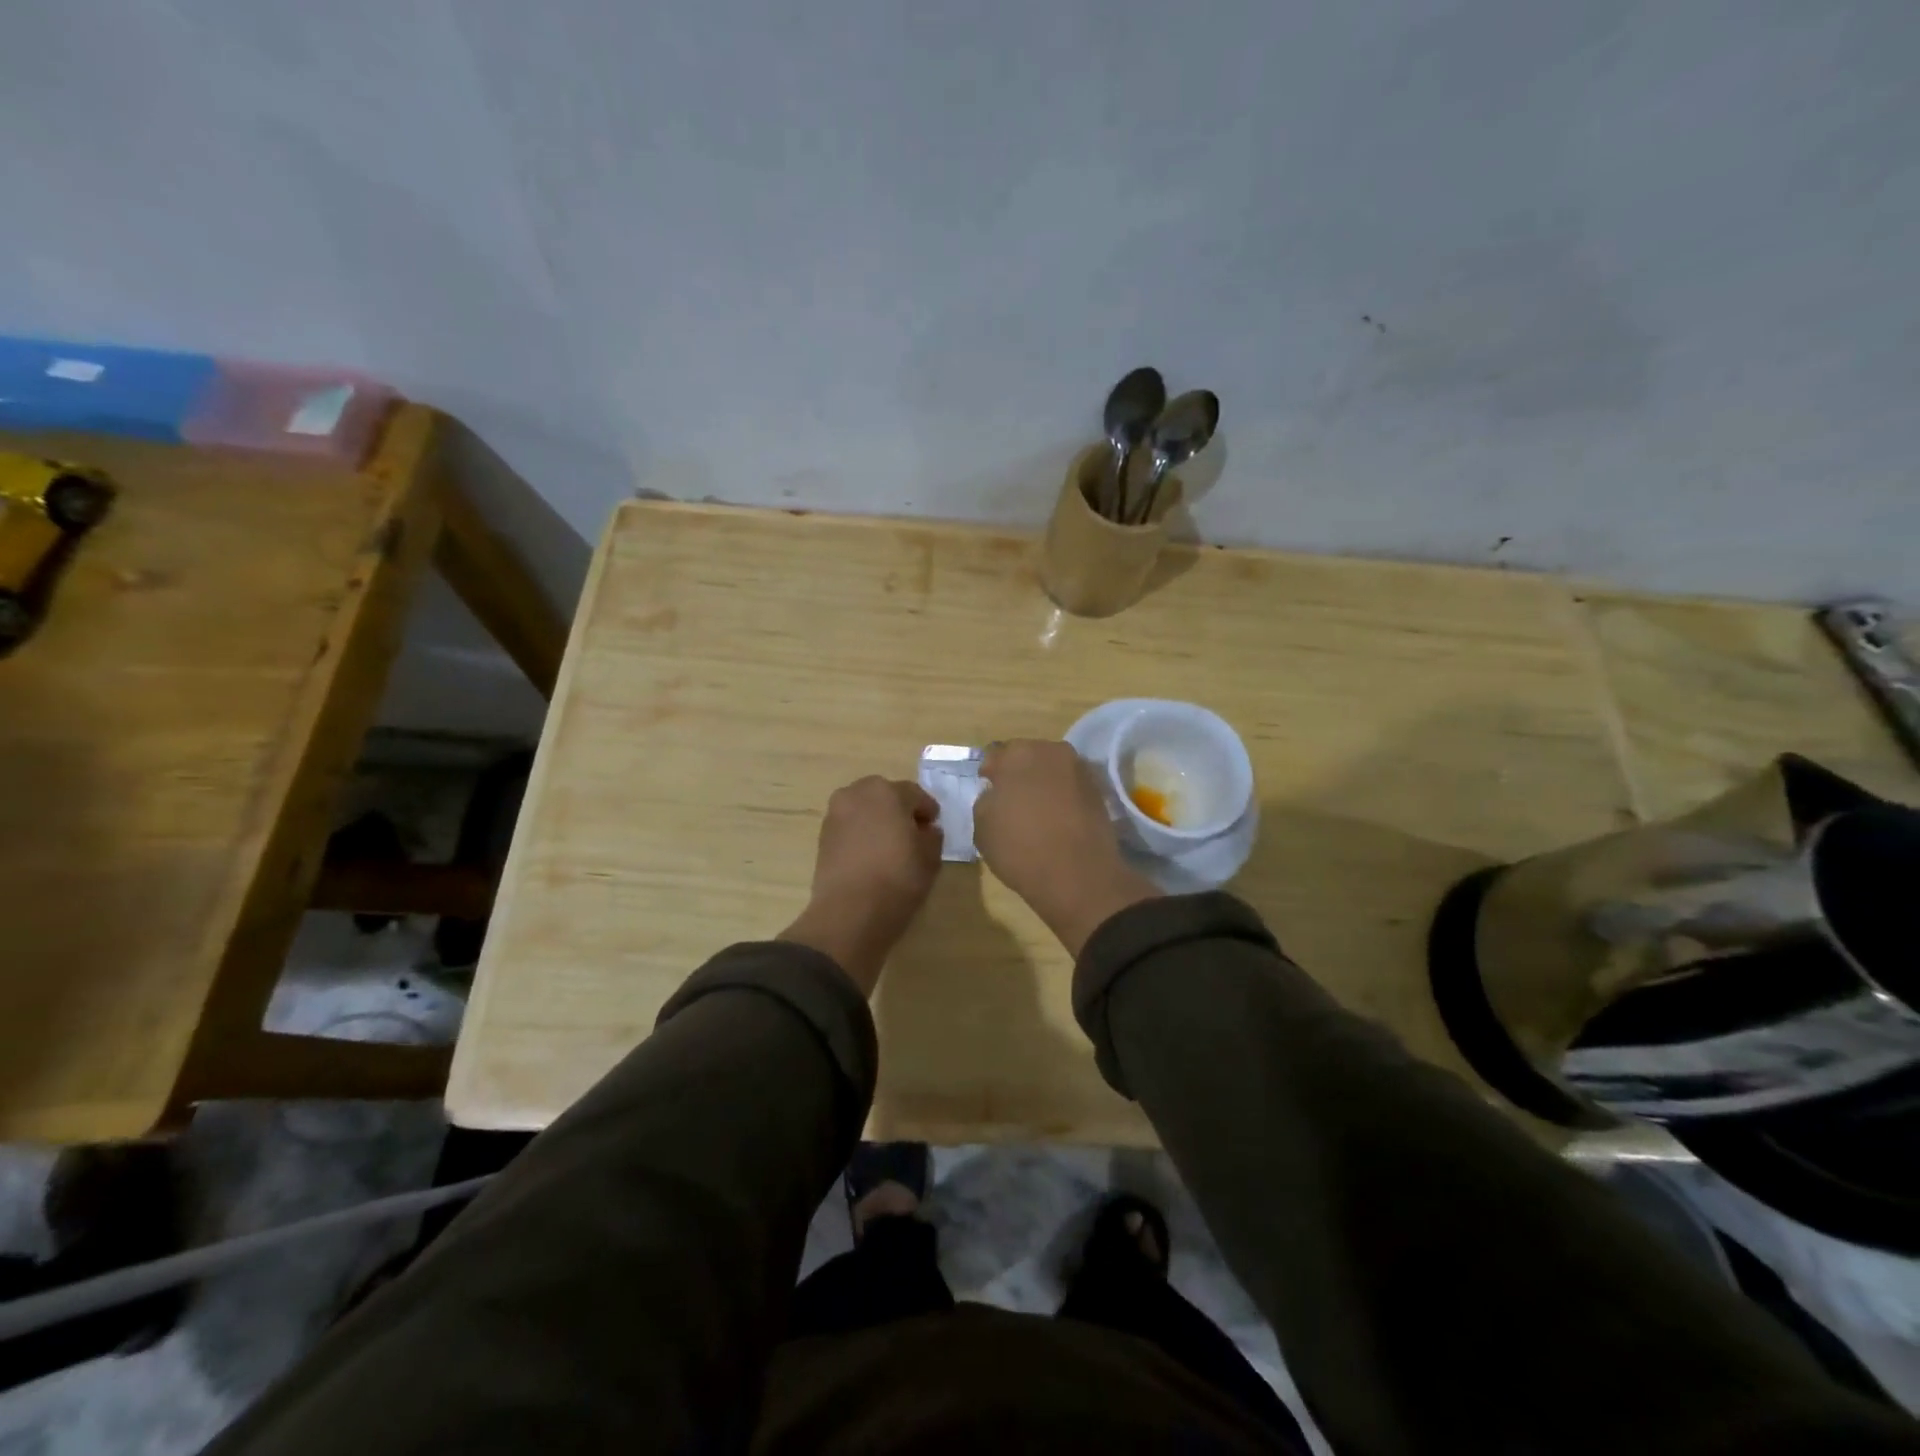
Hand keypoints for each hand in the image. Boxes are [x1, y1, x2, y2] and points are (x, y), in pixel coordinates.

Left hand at [779, 776, 942, 994]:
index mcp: (886, 792)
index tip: (934, 827)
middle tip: (912, 834)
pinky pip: (849, 828)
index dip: (927, 811)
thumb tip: (926, 830)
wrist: (849, 913)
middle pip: (884, 796)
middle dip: (899, 810)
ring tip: (890, 846)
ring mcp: (835, 815)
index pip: (914, 794)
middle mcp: (856, 794)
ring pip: (863, 811)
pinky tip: (871, 856)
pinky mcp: (822, 837)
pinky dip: (861, 835)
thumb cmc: (897, 878)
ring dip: (877, 821)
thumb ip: (932, 837)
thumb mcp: (930, 858)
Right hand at [974, 740, 1159, 955]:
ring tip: (1036, 813)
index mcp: (1018, 753)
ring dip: (1043, 784)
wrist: (1078, 876)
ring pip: (1052, 771)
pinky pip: (1070, 788)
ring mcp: (1080, 770)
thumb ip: (986, 800)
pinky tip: (1056, 821)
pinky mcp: (1099, 791)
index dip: (989, 775)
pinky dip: (1062, 798)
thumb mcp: (982, 826)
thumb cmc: (1020, 847)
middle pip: (1027, 757)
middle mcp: (1052, 751)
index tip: (988, 792)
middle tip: (1011, 802)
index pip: (995, 755)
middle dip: (1018, 774)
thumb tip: (997, 794)